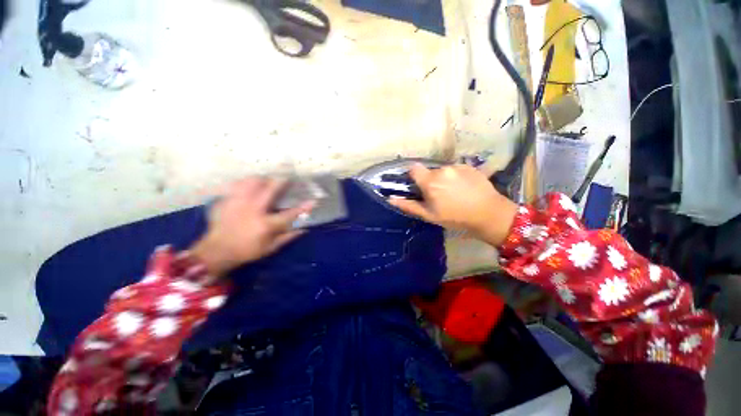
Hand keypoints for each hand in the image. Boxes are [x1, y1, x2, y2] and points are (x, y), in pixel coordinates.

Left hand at [190, 177, 314, 277]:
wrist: (215, 251)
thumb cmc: (246, 251)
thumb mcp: (270, 248)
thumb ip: (287, 237)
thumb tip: (304, 229)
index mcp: (265, 224)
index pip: (289, 214)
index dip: (303, 208)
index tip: (313, 201)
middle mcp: (252, 211)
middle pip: (269, 190)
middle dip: (280, 181)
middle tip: (286, 176)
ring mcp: (237, 204)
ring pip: (250, 183)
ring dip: (261, 179)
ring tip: (265, 179)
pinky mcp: (225, 201)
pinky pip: (235, 185)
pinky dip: (243, 183)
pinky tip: (246, 184)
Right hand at [389, 164, 517, 245]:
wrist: (488, 214)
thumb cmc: (455, 217)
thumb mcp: (429, 215)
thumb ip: (409, 205)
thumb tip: (391, 199)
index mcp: (430, 181)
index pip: (413, 169)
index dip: (413, 176)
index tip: (418, 186)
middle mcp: (442, 170)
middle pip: (429, 171)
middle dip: (430, 180)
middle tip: (438, 195)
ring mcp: (457, 166)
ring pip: (443, 170)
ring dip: (443, 178)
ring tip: (453, 192)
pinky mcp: (469, 166)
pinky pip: (456, 169)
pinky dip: (456, 176)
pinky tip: (464, 188)